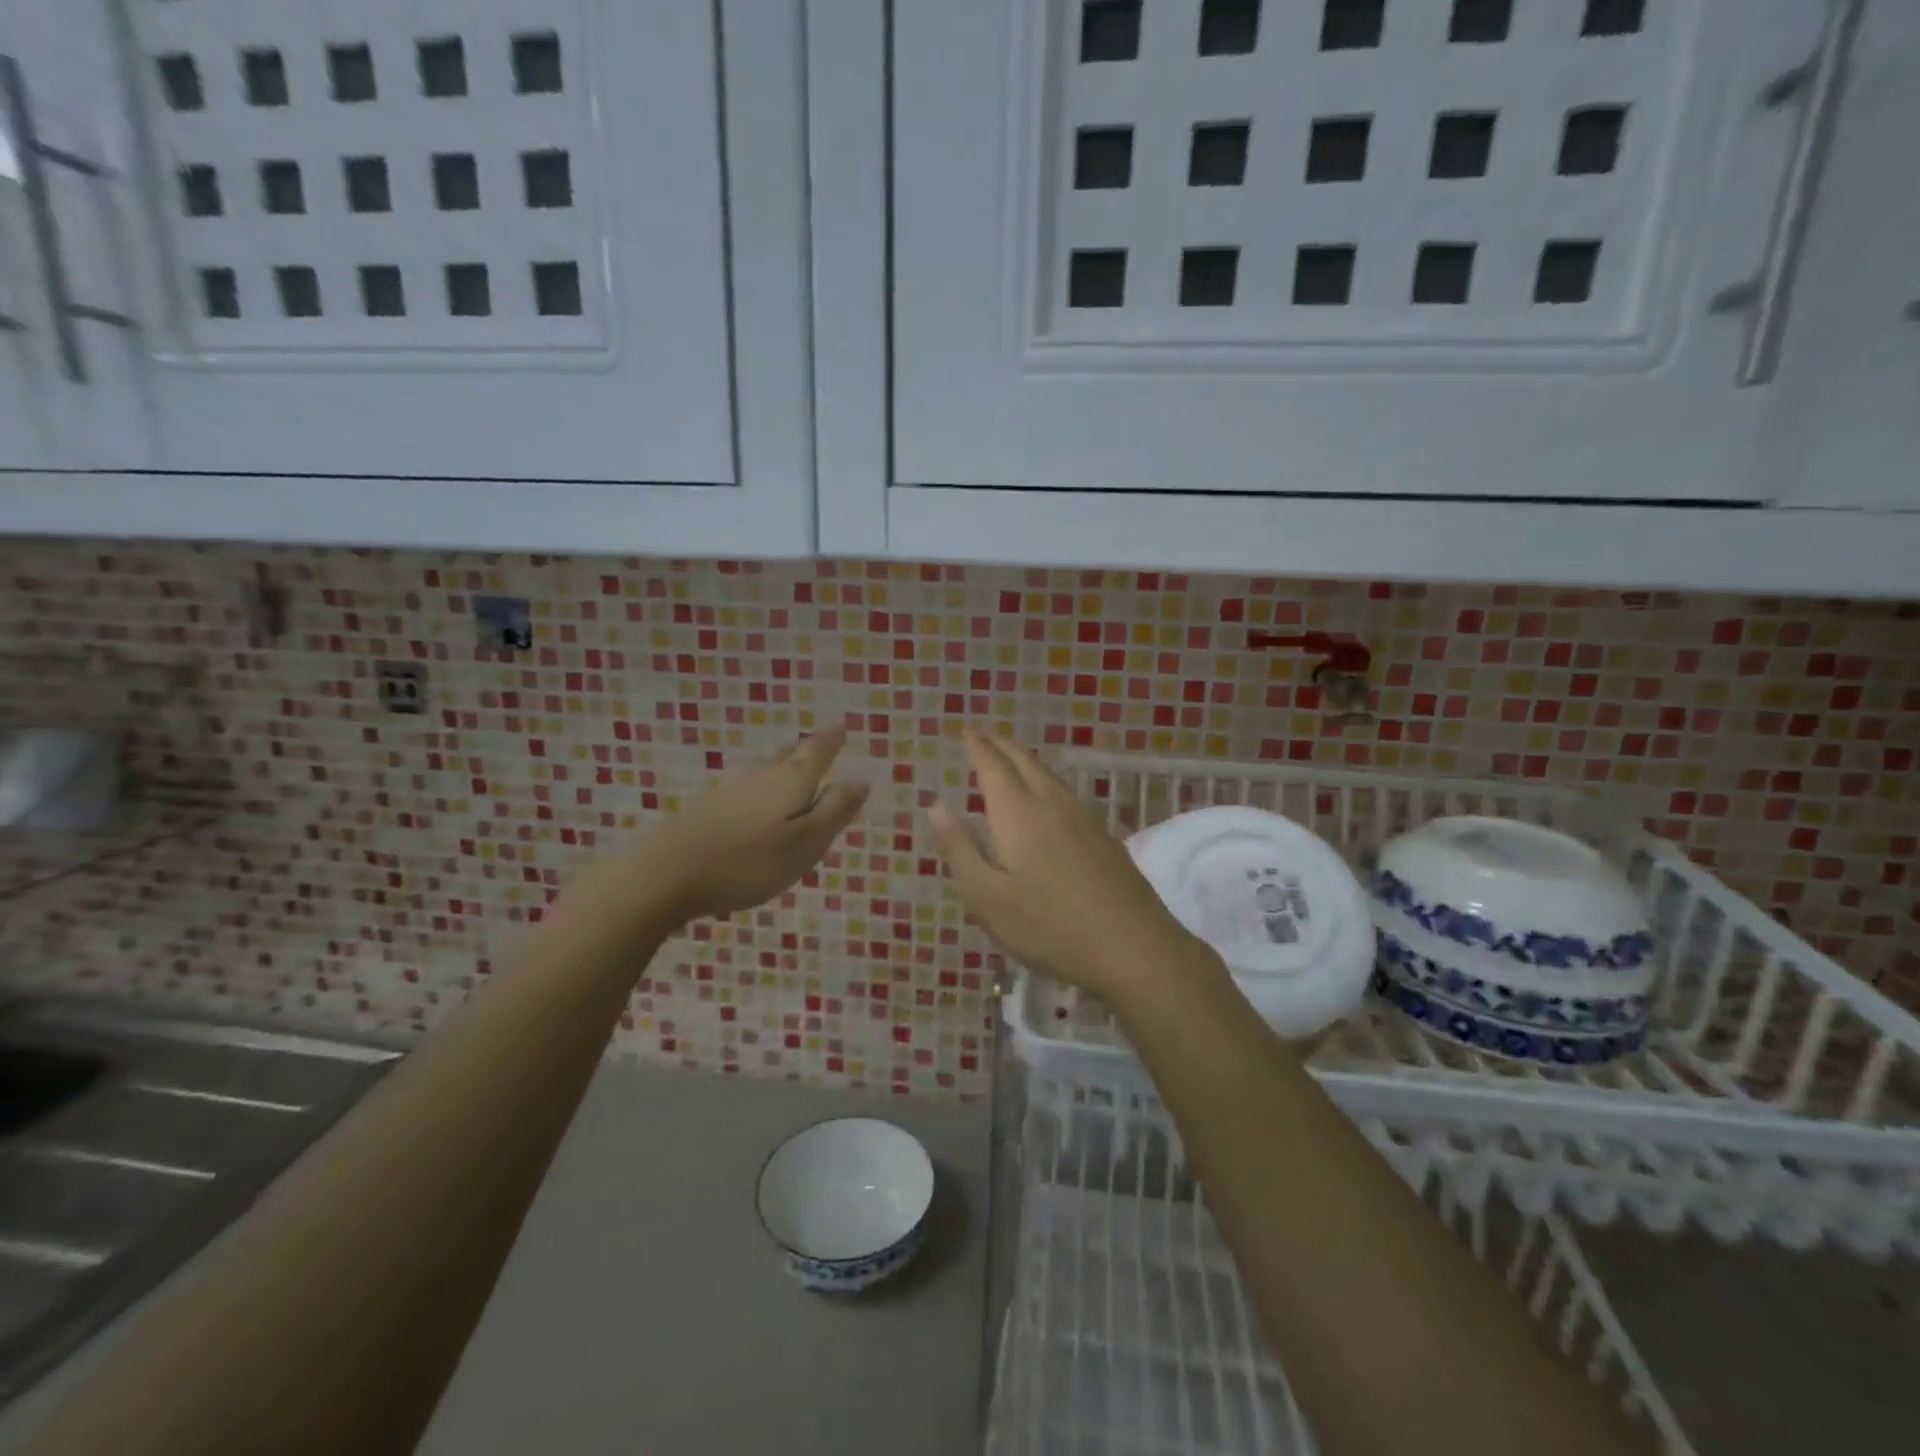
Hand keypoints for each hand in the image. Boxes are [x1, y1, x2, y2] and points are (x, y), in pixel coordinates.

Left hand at [600, 725, 868, 928]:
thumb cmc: (749, 860)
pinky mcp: (706, 812)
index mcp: (790, 782)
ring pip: (763, 773)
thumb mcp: (806, 842)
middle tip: (820, 743)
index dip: (831, 739)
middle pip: (788, 758)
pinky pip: (744, 793)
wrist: (667, 873)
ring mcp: (729, 793)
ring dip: (781, 769)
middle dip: (806, 751)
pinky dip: (758, 793)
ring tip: (791, 770)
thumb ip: (834, 810)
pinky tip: (753, 804)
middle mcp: (760, 778)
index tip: (842, 725)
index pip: (816, 752)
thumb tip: (860, 779)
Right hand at [927, 729, 1214, 1002]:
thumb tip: (937, 804)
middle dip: (1003, 747)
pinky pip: (1069, 795)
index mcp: (1019, 815)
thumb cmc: (1049, 927)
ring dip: (1028, 762)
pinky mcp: (1107, 839)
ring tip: (1013, 761)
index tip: (966, 731)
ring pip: (1051, 777)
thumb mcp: (987, 898)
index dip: (978, 748)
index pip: (994, 768)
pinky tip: (1051, 801)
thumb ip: (960, 849)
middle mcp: (1053, 805)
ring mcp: (1086, 820)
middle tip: (986, 737)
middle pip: (1026, 763)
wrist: (1133, 948)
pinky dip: (1048, 784)